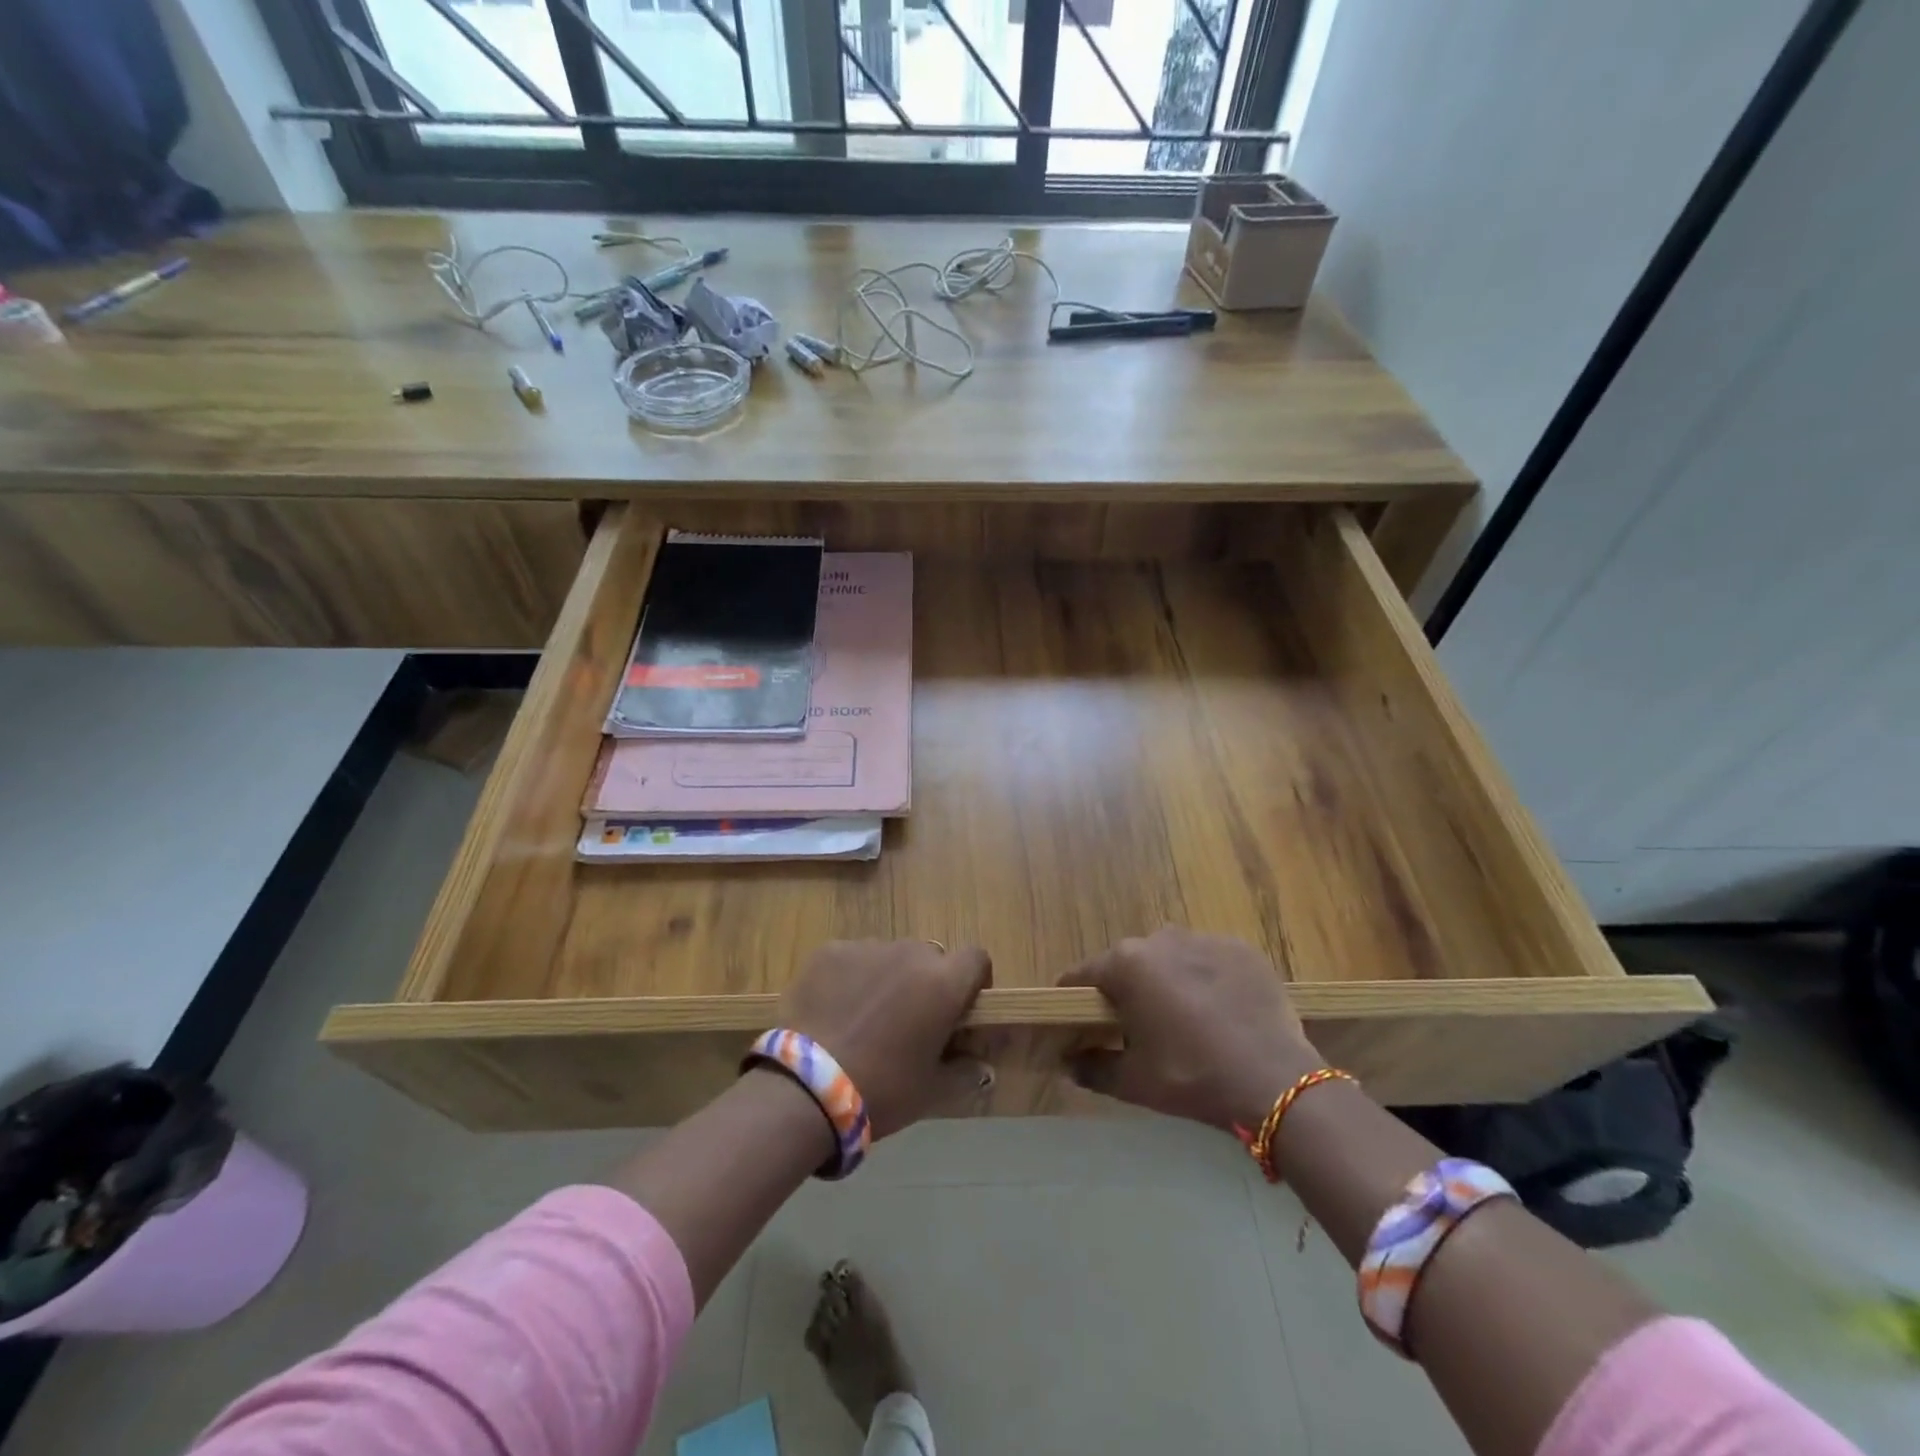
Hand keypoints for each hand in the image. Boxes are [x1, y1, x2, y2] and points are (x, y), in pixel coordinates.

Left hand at [778, 940, 993, 1137]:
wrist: (806, 1088)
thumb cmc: (882, 1090)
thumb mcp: (932, 1091)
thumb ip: (965, 1072)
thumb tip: (982, 1066)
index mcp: (943, 984)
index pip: (976, 958)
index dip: (973, 980)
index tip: (961, 1007)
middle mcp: (910, 954)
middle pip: (930, 957)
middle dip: (926, 982)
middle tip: (909, 1021)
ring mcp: (867, 948)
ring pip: (889, 956)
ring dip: (888, 978)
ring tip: (865, 1018)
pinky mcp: (829, 951)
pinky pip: (852, 958)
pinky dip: (850, 977)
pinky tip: (834, 1010)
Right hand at [1060, 928, 1323, 1129]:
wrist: (1274, 1080)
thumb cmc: (1190, 1076)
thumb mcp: (1133, 1081)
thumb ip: (1092, 1068)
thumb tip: (1067, 1062)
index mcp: (1126, 963)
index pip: (1084, 975)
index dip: (1076, 999)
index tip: (1079, 1022)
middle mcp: (1161, 938)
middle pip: (1129, 963)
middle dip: (1128, 990)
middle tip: (1138, 1029)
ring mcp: (1205, 939)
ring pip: (1171, 958)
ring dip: (1169, 981)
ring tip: (1186, 1021)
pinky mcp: (1242, 949)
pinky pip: (1210, 962)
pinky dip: (1208, 981)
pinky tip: (1221, 1013)